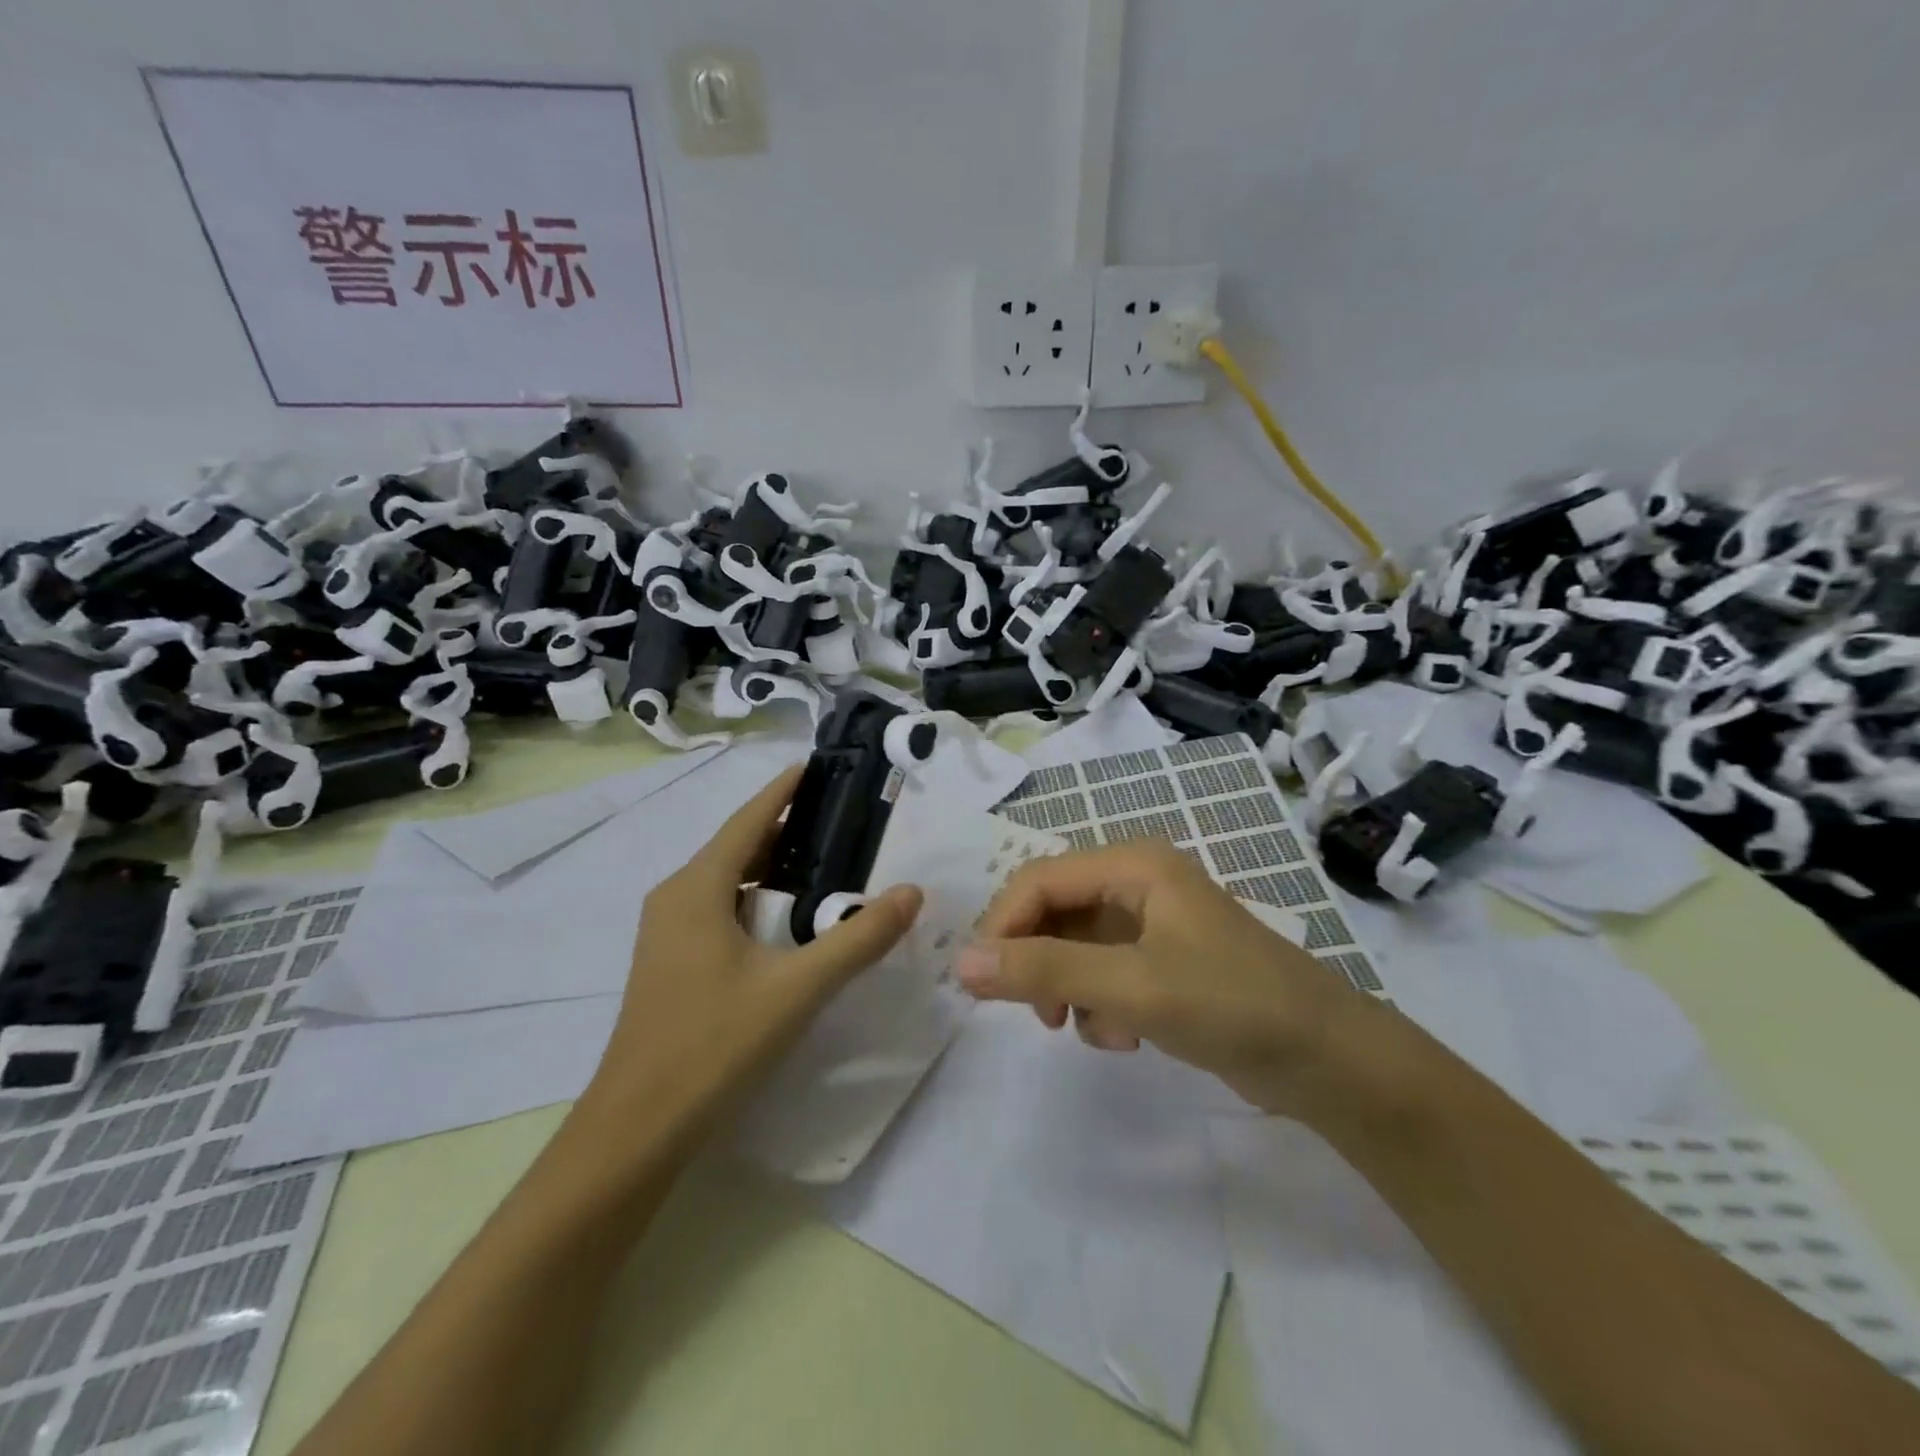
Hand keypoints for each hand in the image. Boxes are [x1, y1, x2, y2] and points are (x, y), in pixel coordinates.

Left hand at [580, 766, 922, 1138]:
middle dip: (788, 830)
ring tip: (829, 865)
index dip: (784, 791)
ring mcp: (668, 933)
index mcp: (697, 888)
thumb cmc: (714, 1045)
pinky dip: (759, 902)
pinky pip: (721, 911)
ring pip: (729, 882)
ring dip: (774, 870)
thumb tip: (911, 892)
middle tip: (844, 822)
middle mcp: (676, 898)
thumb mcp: (798, 989)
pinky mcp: (672, 964)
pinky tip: (792, 923)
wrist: (637, 1130)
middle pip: (739, 847)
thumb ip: (859, 939)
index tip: (819, 767)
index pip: (748, 820)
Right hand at [958, 839, 1379, 1115]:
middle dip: (1038, 960)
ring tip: (1092, 1028)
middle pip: (1055, 911)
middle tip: (1037, 1013)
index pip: (1040, 879)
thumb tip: (961, 961)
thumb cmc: (1232, 1004)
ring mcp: (1153, 925)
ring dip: (1070, 988)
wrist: (1329, 1061)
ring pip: (1075, 946)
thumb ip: (1045, 970)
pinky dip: (1100, 1004)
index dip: (1002, 923)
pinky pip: (1103, 973)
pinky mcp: (1163, 963)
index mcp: (1134, 866)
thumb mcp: (1132, 986)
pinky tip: (1125, 1036)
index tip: (979, 979)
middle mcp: (1139, 884)